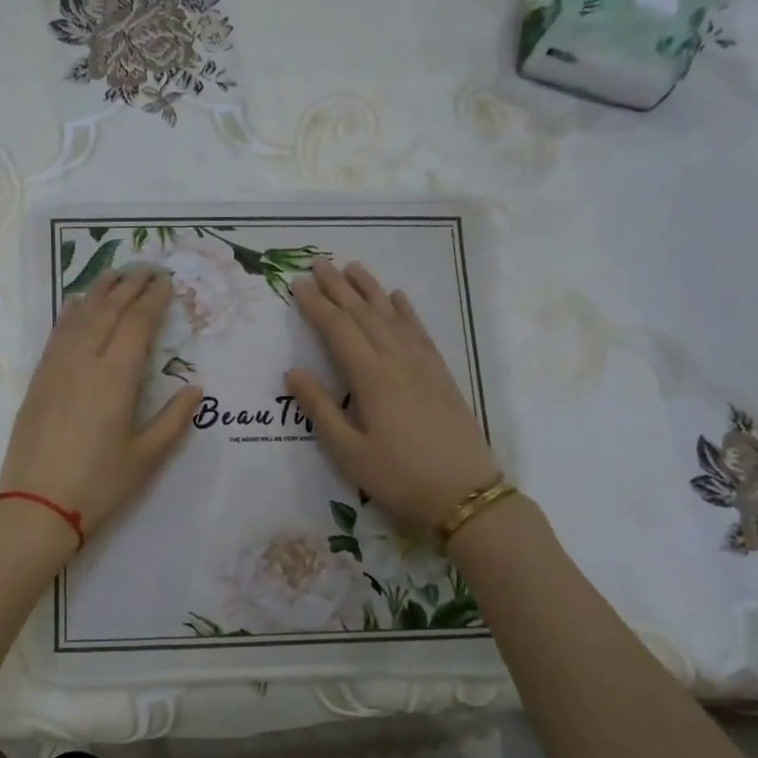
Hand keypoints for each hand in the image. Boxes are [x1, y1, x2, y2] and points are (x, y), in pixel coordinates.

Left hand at [0, 266, 201, 550]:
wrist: (35, 507)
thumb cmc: (98, 486)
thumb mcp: (146, 458)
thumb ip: (173, 419)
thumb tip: (195, 389)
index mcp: (115, 378)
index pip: (137, 324)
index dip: (153, 300)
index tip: (166, 282)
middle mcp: (83, 362)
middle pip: (107, 311)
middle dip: (128, 286)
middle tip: (146, 269)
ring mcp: (55, 369)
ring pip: (78, 317)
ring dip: (99, 292)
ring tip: (114, 274)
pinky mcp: (37, 382)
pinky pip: (56, 334)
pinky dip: (70, 313)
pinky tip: (76, 305)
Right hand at [285, 261, 502, 529]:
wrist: (464, 493)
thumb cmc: (398, 477)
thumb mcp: (348, 452)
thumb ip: (320, 408)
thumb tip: (293, 371)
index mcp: (371, 377)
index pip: (337, 329)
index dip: (315, 305)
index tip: (296, 283)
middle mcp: (397, 360)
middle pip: (363, 313)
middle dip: (338, 287)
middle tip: (318, 264)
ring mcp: (423, 364)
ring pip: (391, 315)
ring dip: (370, 290)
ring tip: (352, 267)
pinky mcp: (440, 373)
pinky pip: (419, 331)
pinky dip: (405, 310)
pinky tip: (397, 298)